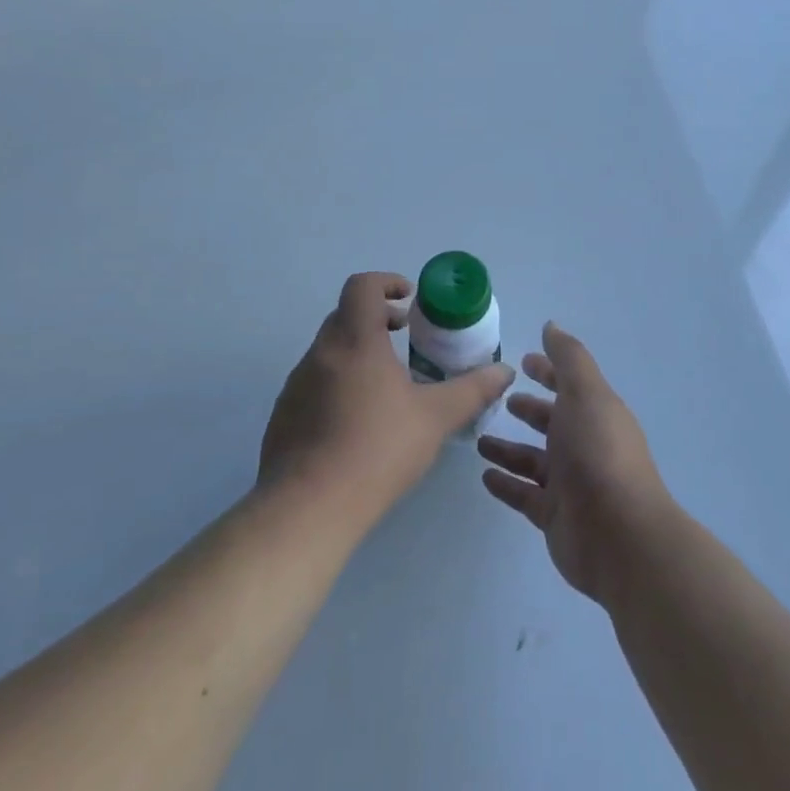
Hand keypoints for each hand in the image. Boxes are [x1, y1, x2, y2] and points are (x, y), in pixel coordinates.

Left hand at [260, 271, 513, 528]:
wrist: (308, 507)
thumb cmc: (378, 449)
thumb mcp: (436, 418)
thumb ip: (473, 390)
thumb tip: (505, 371)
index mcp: (355, 340)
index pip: (362, 286)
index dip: (387, 282)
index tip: (409, 301)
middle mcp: (320, 352)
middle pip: (345, 316)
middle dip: (376, 320)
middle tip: (405, 341)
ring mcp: (296, 384)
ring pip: (329, 352)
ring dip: (357, 354)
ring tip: (386, 388)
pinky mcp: (283, 414)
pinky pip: (314, 384)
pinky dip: (337, 385)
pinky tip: (356, 424)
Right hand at [477, 322, 673, 604]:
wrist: (619, 535)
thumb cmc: (599, 452)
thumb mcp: (585, 393)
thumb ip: (568, 358)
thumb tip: (551, 326)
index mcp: (596, 413)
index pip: (569, 385)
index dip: (548, 371)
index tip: (522, 362)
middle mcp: (585, 445)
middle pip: (552, 422)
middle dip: (529, 410)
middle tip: (498, 400)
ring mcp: (570, 483)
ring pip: (534, 460)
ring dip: (509, 448)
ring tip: (479, 441)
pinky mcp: (555, 516)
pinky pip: (524, 494)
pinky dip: (506, 484)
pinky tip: (484, 476)